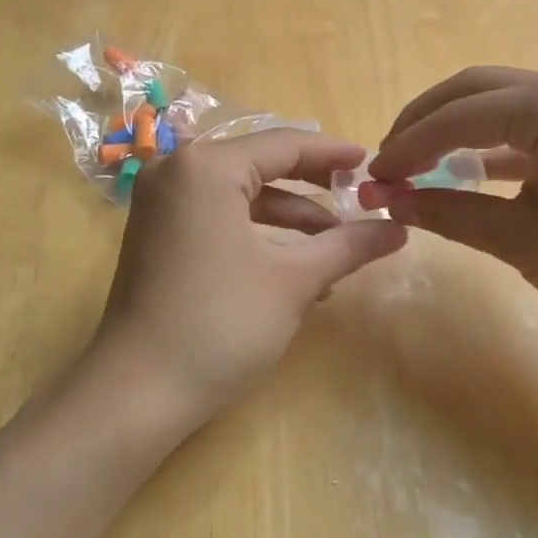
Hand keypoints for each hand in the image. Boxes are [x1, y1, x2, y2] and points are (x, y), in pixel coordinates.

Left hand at [89, 130, 407, 433]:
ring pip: (240, 192)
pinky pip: (218, 214)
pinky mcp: (157, 232)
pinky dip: (257, 231)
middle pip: (259, 163)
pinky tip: (296, 263)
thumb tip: (400, 229)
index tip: (373, 162)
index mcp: (206, 167)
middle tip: (359, 195)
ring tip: (337, 242)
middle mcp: (177, 170)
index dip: (332, 153)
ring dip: (289, 215)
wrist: (137, 393)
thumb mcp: (293, 282)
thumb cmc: (220, 326)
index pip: (283, 144)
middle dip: (312, 184)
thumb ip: (347, 246)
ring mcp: (161, 202)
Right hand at [366, 68, 537, 354]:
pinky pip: (529, 125)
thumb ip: (448, 212)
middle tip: (387, 161)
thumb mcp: (520, 239)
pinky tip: (465, 173)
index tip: (372, 176)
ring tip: (416, 165)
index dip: (407, 145)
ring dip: (455, 130)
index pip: (458, 116)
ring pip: (501, 103)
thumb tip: (390, 202)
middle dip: (424, 123)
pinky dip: (491, 146)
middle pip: (475, 90)